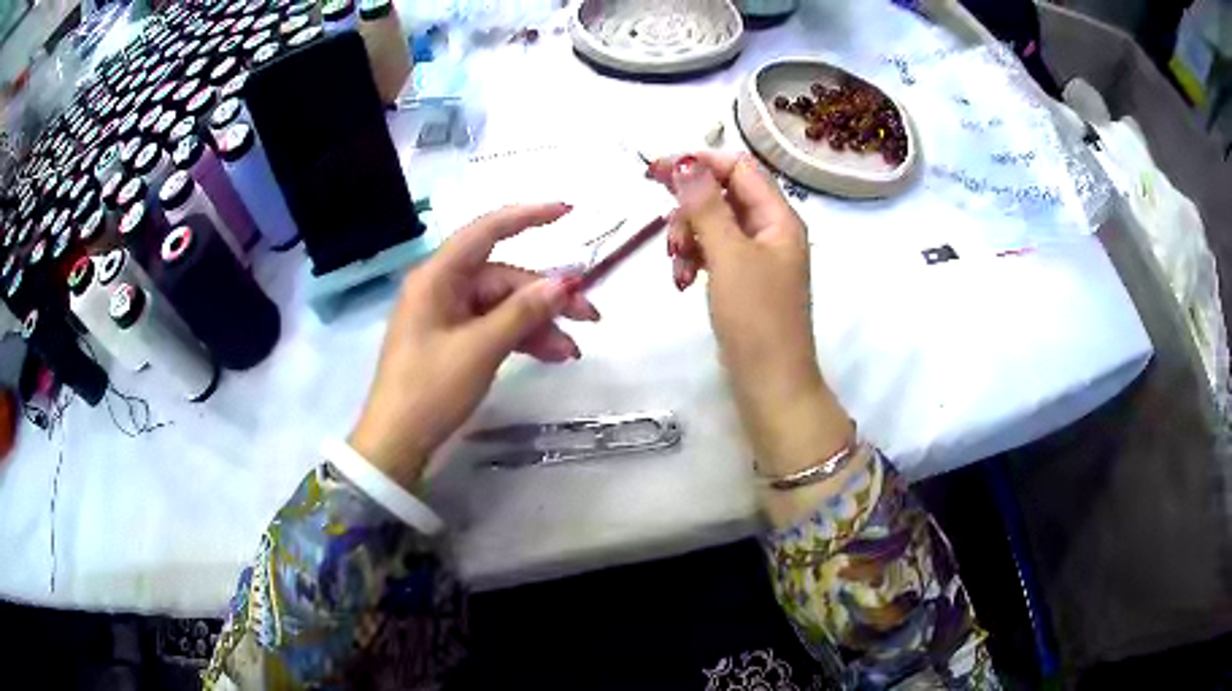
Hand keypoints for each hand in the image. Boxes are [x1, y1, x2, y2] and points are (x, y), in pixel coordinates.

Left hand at [349, 204, 599, 488]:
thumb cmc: (430, 389)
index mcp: (438, 277)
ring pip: (503, 306)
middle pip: (504, 278)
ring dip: (539, 324)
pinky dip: (522, 339)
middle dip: (547, 298)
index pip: (486, 231)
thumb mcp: (481, 349)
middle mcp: (442, 288)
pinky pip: (494, 328)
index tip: (568, 212)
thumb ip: (523, 312)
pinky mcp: (453, 340)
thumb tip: (564, 283)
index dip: (528, 217)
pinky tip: (552, 355)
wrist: (397, 442)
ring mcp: (448, 315)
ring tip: (572, 351)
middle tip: (591, 318)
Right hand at [648, 153, 851, 472]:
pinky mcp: (742, 279)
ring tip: (678, 268)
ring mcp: (756, 256)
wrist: (770, 383)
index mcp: (778, 217)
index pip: (737, 167)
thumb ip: (706, 206)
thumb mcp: (729, 256)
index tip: (655, 172)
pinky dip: (693, 259)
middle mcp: (770, 229)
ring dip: (687, 238)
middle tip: (671, 239)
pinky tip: (682, 281)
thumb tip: (686, 162)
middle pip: (722, 194)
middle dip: (690, 211)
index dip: (699, 163)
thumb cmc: (756, 318)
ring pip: (712, 224)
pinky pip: (713, 251)